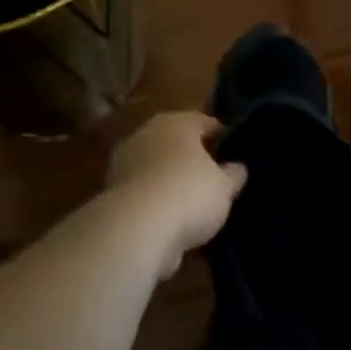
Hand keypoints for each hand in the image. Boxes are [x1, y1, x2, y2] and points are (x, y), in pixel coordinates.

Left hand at [106, 111, 247, 278]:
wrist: (137, 228)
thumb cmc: (189, 193)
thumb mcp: (224, 187)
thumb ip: (233, 175)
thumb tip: (238, 168)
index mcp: (177, 122)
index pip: (203, 122)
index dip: (220, 134)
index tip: (231, 148)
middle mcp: (148, 134)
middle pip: (176, 142)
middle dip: (191, 157)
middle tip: (211, 175)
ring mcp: (126, 162)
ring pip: (156, 168)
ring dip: (169, 181)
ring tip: (190, 205)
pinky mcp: (112, 193)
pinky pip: (143, 194)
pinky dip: (154, 204)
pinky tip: (169, 223)